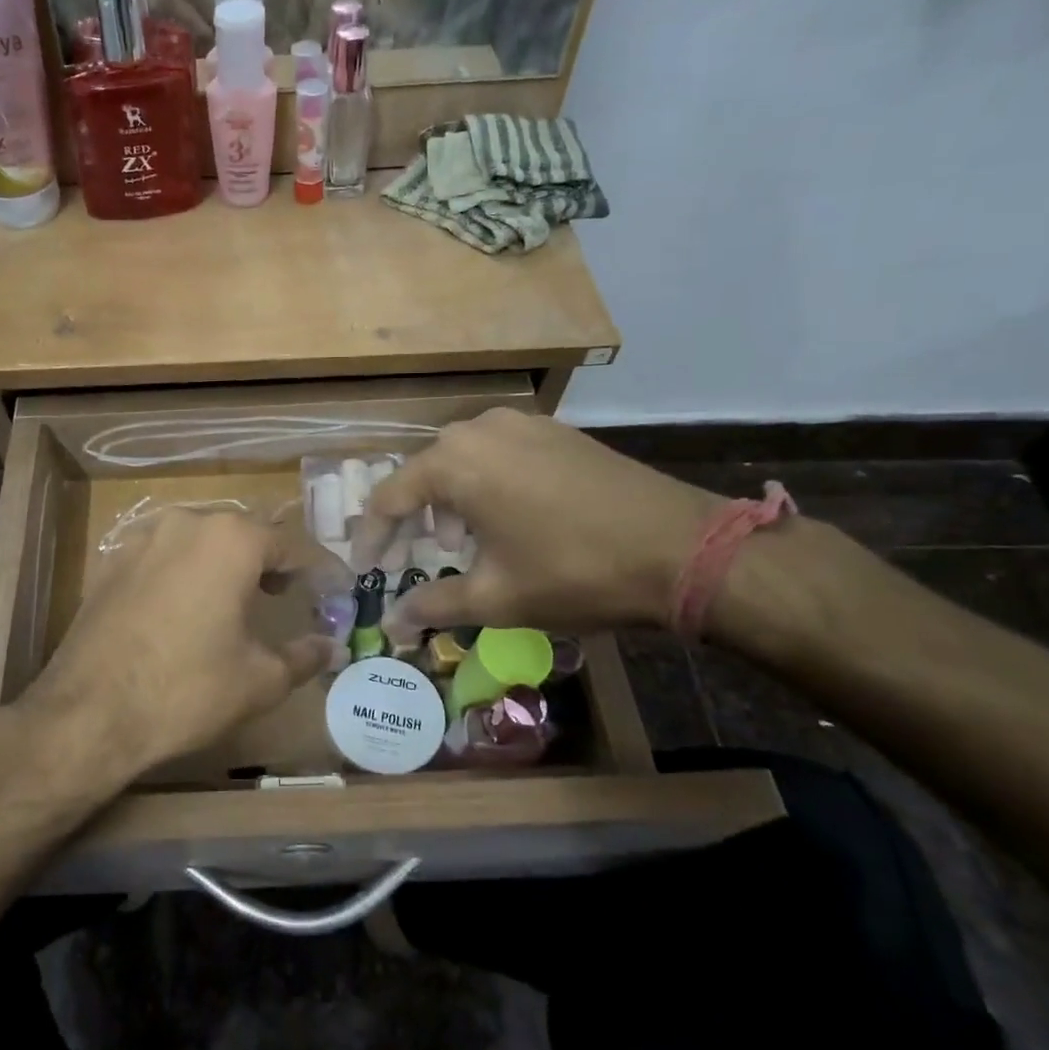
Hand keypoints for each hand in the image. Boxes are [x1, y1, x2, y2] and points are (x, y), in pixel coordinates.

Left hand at [7, 509, 337, 792]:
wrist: (89, 712)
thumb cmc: (187, 689)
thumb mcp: (259, 680)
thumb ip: (303, 656)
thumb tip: (330, 646)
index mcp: (230, 540)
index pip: (286, 545)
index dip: (310, 571)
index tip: (324, 592)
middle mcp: (185, 524)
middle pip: (239, 535)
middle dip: (264, 562)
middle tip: (279, 596)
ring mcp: (140, 539)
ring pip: (196, 541)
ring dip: (219, 564)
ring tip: (229, 602)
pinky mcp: (109, 562)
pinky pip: (159, 556)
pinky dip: (179, 573)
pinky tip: (179, 609)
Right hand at [353, 409, 719, 640]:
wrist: (683, 548)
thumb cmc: (573, 572)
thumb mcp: (495, 597)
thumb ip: (432, 605)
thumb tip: (391, 625)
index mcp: (454, 462)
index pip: (389, 497)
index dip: (371, 537)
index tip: (366, 569)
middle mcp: (480, 429)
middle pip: (423, 473)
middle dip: (411, 519)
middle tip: (410, 559)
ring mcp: (522, 424)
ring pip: (461, 460)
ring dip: (448, 501)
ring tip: (460, 543)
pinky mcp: (556, 431)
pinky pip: (498, 454)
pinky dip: (484, 485)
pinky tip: (505, 520)